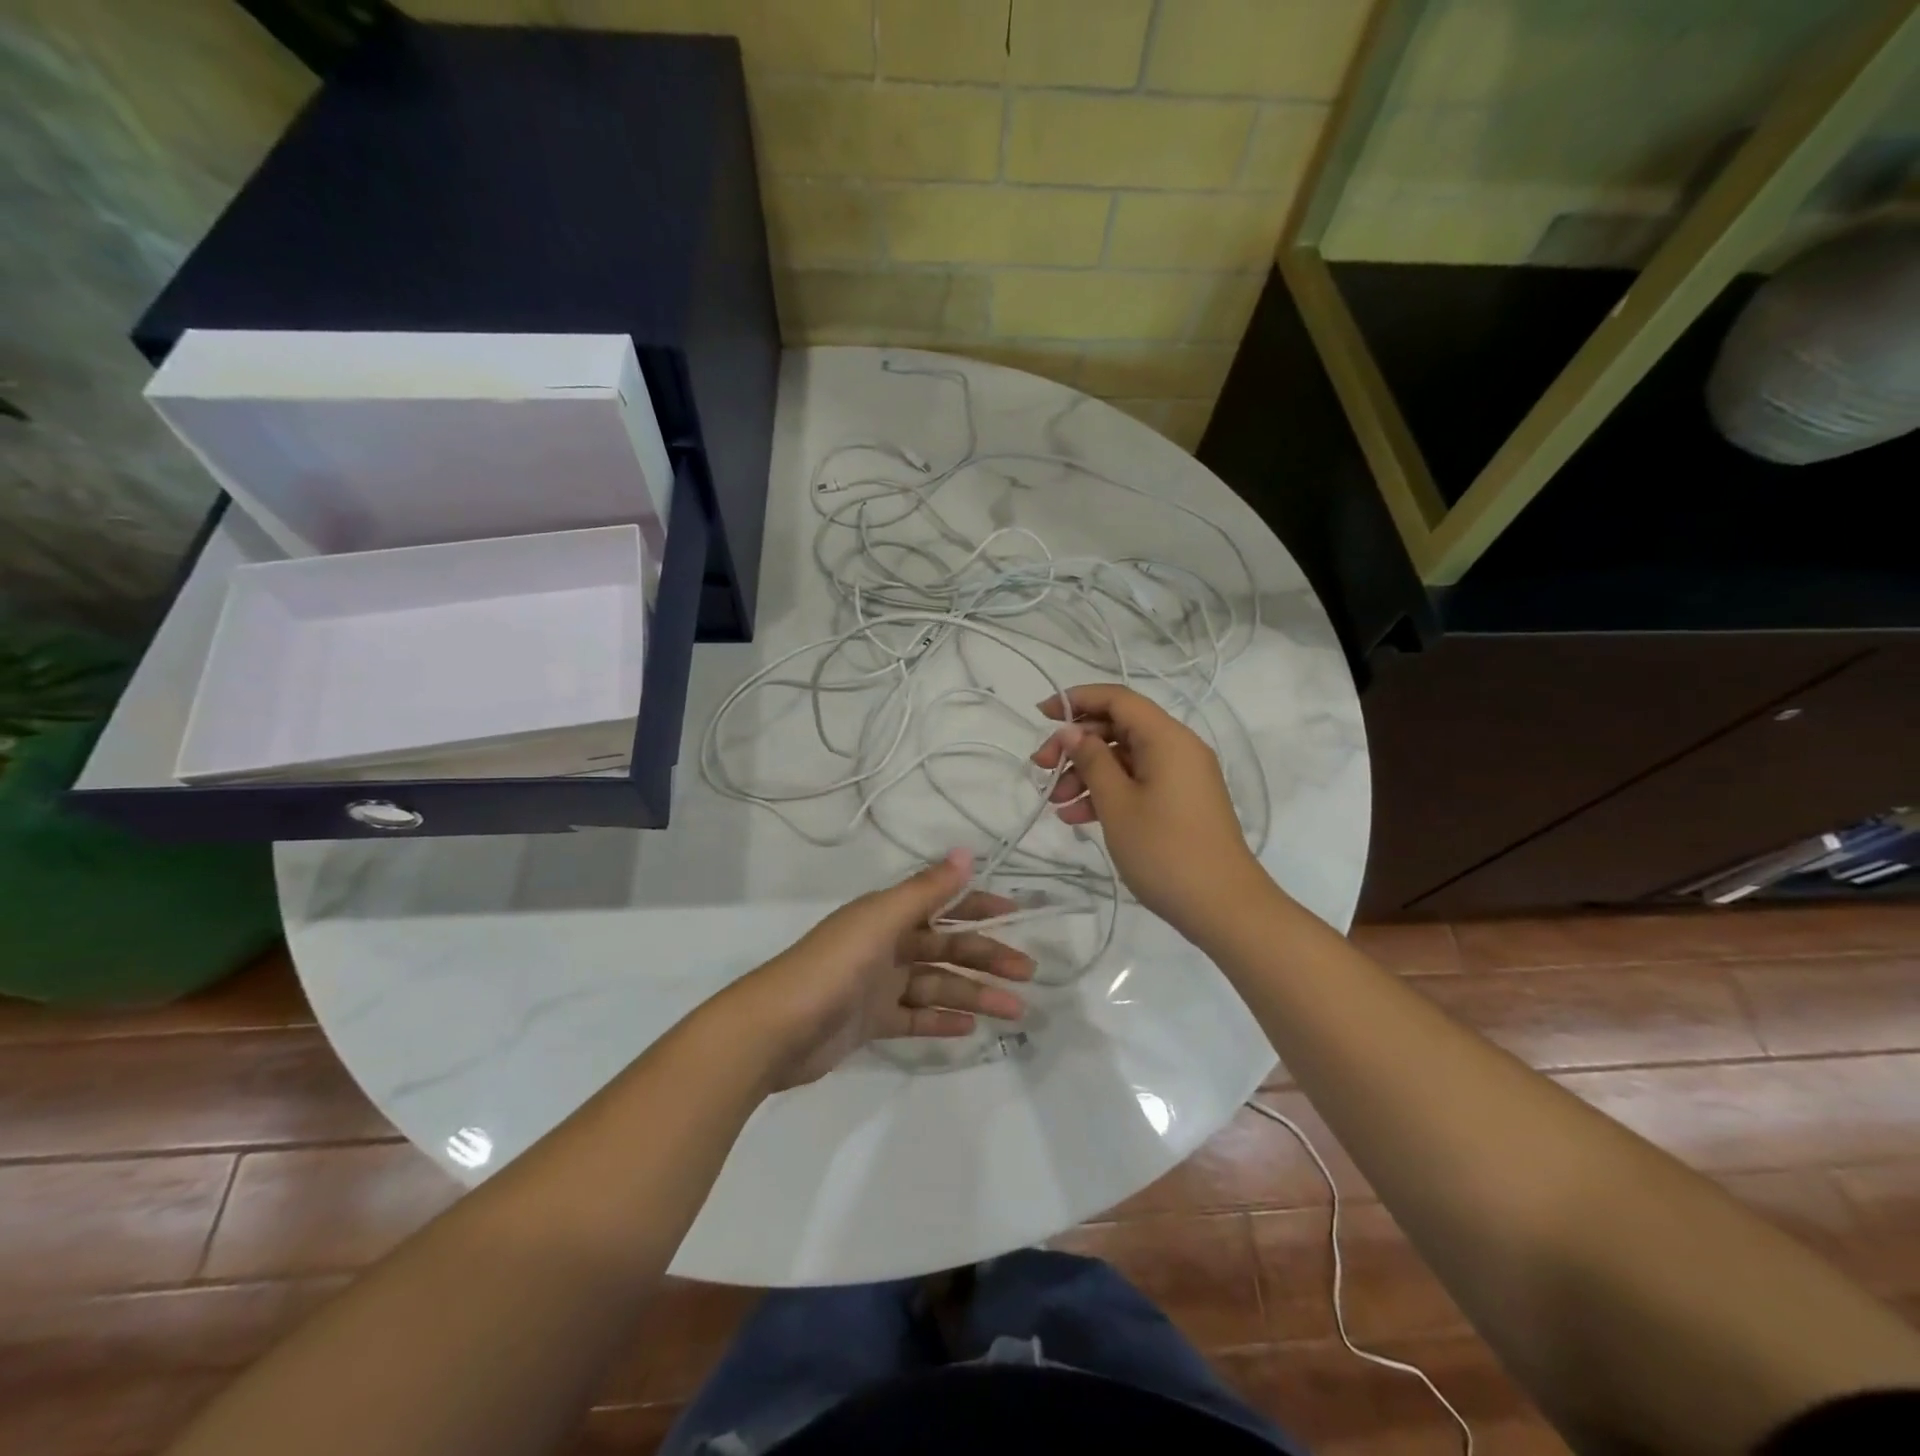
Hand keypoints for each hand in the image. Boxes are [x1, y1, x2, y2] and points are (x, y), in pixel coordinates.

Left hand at [738, 850, 1033, 1087]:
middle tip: (1027, 973)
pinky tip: (971, 1028)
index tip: (1016, 915)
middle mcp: (886, 944)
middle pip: (947, 948)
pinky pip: (916, 1017)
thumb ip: (926, 891)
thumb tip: (967, 852)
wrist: (774, 1030)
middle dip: (987, 957)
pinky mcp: (870, 1021)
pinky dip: (941, 1020)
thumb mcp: (881, 922)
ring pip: (937, 985)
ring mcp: (878, 985)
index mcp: (887, 915)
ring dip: (975, 994)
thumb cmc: (832, 967)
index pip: (943, 905)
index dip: (979, 906)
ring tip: (1014, 1009)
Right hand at [1032, 683, 1266, 936]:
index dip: (1077, 699)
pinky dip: (1107, 793)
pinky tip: (1076, 816)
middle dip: (1075, 745)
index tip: (1041, 714)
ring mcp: (1180, 776)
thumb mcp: (1117, 804)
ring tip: (1055, 802)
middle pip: (1118, 728)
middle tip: (1040, 767)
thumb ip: (1091, 761)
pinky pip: (1137, 782)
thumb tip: (1070, 731)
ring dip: (1086, 773)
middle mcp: (1177, 748)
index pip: (1118, 699)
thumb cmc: (1165, 851)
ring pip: (1124, 758)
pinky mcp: (1180, 802)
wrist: (1224, 907)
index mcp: (1166, 738)